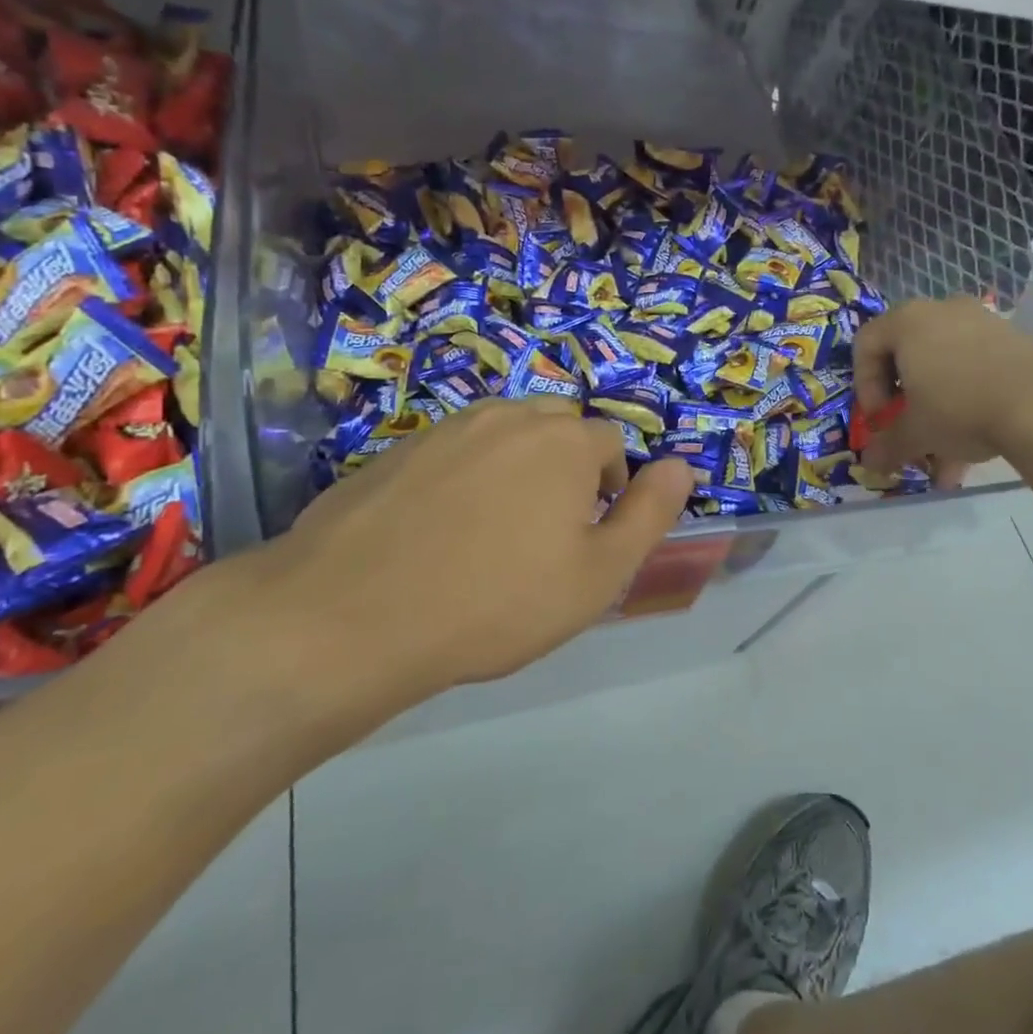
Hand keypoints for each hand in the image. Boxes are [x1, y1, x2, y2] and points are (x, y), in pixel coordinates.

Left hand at [208, 399, 695, 754]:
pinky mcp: (398, 450)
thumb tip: (682, 464)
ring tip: (494, 531)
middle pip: (558, 427)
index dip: (609, 490)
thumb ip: (649, 514)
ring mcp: (447, 429)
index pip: (610, 445)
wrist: (349, 616)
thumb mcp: (598, 574)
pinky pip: (454, 452)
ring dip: (516, 467)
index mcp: (564, 440)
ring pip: (505, 434)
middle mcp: (509, 417)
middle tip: (545, 533)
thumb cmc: (495, 601)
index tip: (586, 540)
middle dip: (566, 466)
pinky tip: (440, 531)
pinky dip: (464, 477)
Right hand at [852, 297, 1032, 483]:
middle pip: (907, 355)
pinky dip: (969, 402)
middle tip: (909, 430)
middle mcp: (941, 311)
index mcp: (907, 321)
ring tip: (946, 460)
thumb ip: (887, 445)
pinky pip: (976, 369)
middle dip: (905, 401)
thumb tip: (870, 464)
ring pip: (945, 368)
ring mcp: (982, 322)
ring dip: (938, 412)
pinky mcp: (1014, 339)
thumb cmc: (959, 408)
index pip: (866, 344)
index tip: (879, 419)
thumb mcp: (915, 433)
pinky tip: (976, 448)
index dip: (865, 386)